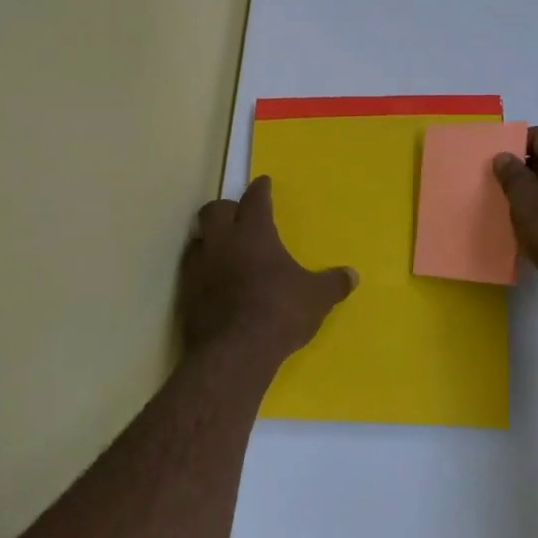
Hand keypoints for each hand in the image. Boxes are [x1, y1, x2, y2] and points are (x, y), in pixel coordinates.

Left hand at [175, 176, 355, 373]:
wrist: (234, 354)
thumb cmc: (279, 313)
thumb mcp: (316, 298)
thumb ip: (333, 284)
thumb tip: (352, 276)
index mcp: (254, 233)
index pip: (255, 199)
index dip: (260, 189)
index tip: (263, 183)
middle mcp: (222, 242)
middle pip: (215, 210)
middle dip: (227, 208)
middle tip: (239, 215)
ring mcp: (199, 267)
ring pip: (199, 238)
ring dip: (211, 239)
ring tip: (225, 249)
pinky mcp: (185, 294)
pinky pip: (192, 270)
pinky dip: (203, 270)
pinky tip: (215, 283)